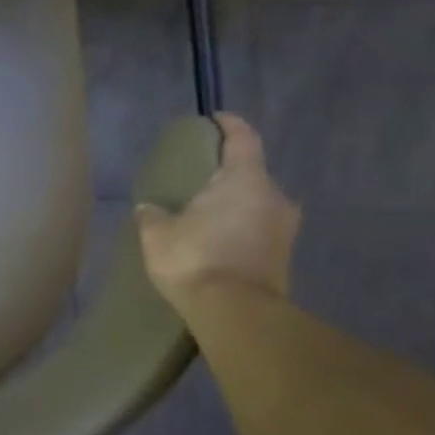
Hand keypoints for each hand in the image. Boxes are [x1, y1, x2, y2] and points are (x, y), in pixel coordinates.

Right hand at [136, 113, 299, 311]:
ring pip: (258, 204)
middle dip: (228, 173)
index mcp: (245, 180)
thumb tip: (149, 208)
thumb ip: (153, 214)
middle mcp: (274, 198)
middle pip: (252, 174)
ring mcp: (285, 230)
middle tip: (200, 179)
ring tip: (207, 212)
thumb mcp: (157, 233)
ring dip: (236, 204)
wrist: (237, 315)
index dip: (230, 125)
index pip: (243, 138)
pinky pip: (260, 230)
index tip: (215, 119)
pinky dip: (241, 229)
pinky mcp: (284, 258)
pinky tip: (218, 239)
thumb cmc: (196, 259)